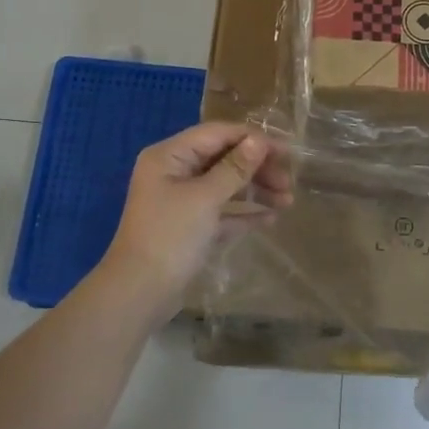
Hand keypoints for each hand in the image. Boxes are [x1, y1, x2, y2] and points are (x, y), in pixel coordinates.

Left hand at [104, 123, 291, 301]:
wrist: (139, 293)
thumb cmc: (170, 237)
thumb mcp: (205, 198)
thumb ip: (234, 168)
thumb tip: (258, 141)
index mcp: (170, 156)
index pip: (217, 134)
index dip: (252, 140)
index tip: (286, 152)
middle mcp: (174, 173)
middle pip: (223, 159)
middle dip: (257, 168)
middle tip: (289, 182)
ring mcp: (182, 201)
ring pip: (225, 186)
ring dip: (256, 190)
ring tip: (287, 202)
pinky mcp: (190, 228)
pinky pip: (222, 212)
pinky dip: (244, 213)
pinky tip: (270, 219)